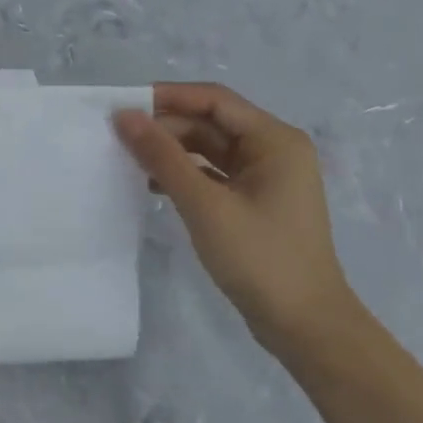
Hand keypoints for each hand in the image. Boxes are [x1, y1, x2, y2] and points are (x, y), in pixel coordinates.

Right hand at [114, 82, 357, 351]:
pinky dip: (183, 175)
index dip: (168, 97)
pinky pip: (212, 174)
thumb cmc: (259, 257)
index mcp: (274, 140)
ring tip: (126, 159)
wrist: (304, 326)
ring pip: (209, 150)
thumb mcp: (204, 204)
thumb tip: (124, 116)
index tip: (123, 105)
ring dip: (171, 153)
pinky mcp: (253, 202)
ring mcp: (265, 178)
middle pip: (210, 123)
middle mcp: (273, 150)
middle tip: (117, 138)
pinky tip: (150, 186)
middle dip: (165, 128)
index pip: (214, 100)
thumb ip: (162, 156)